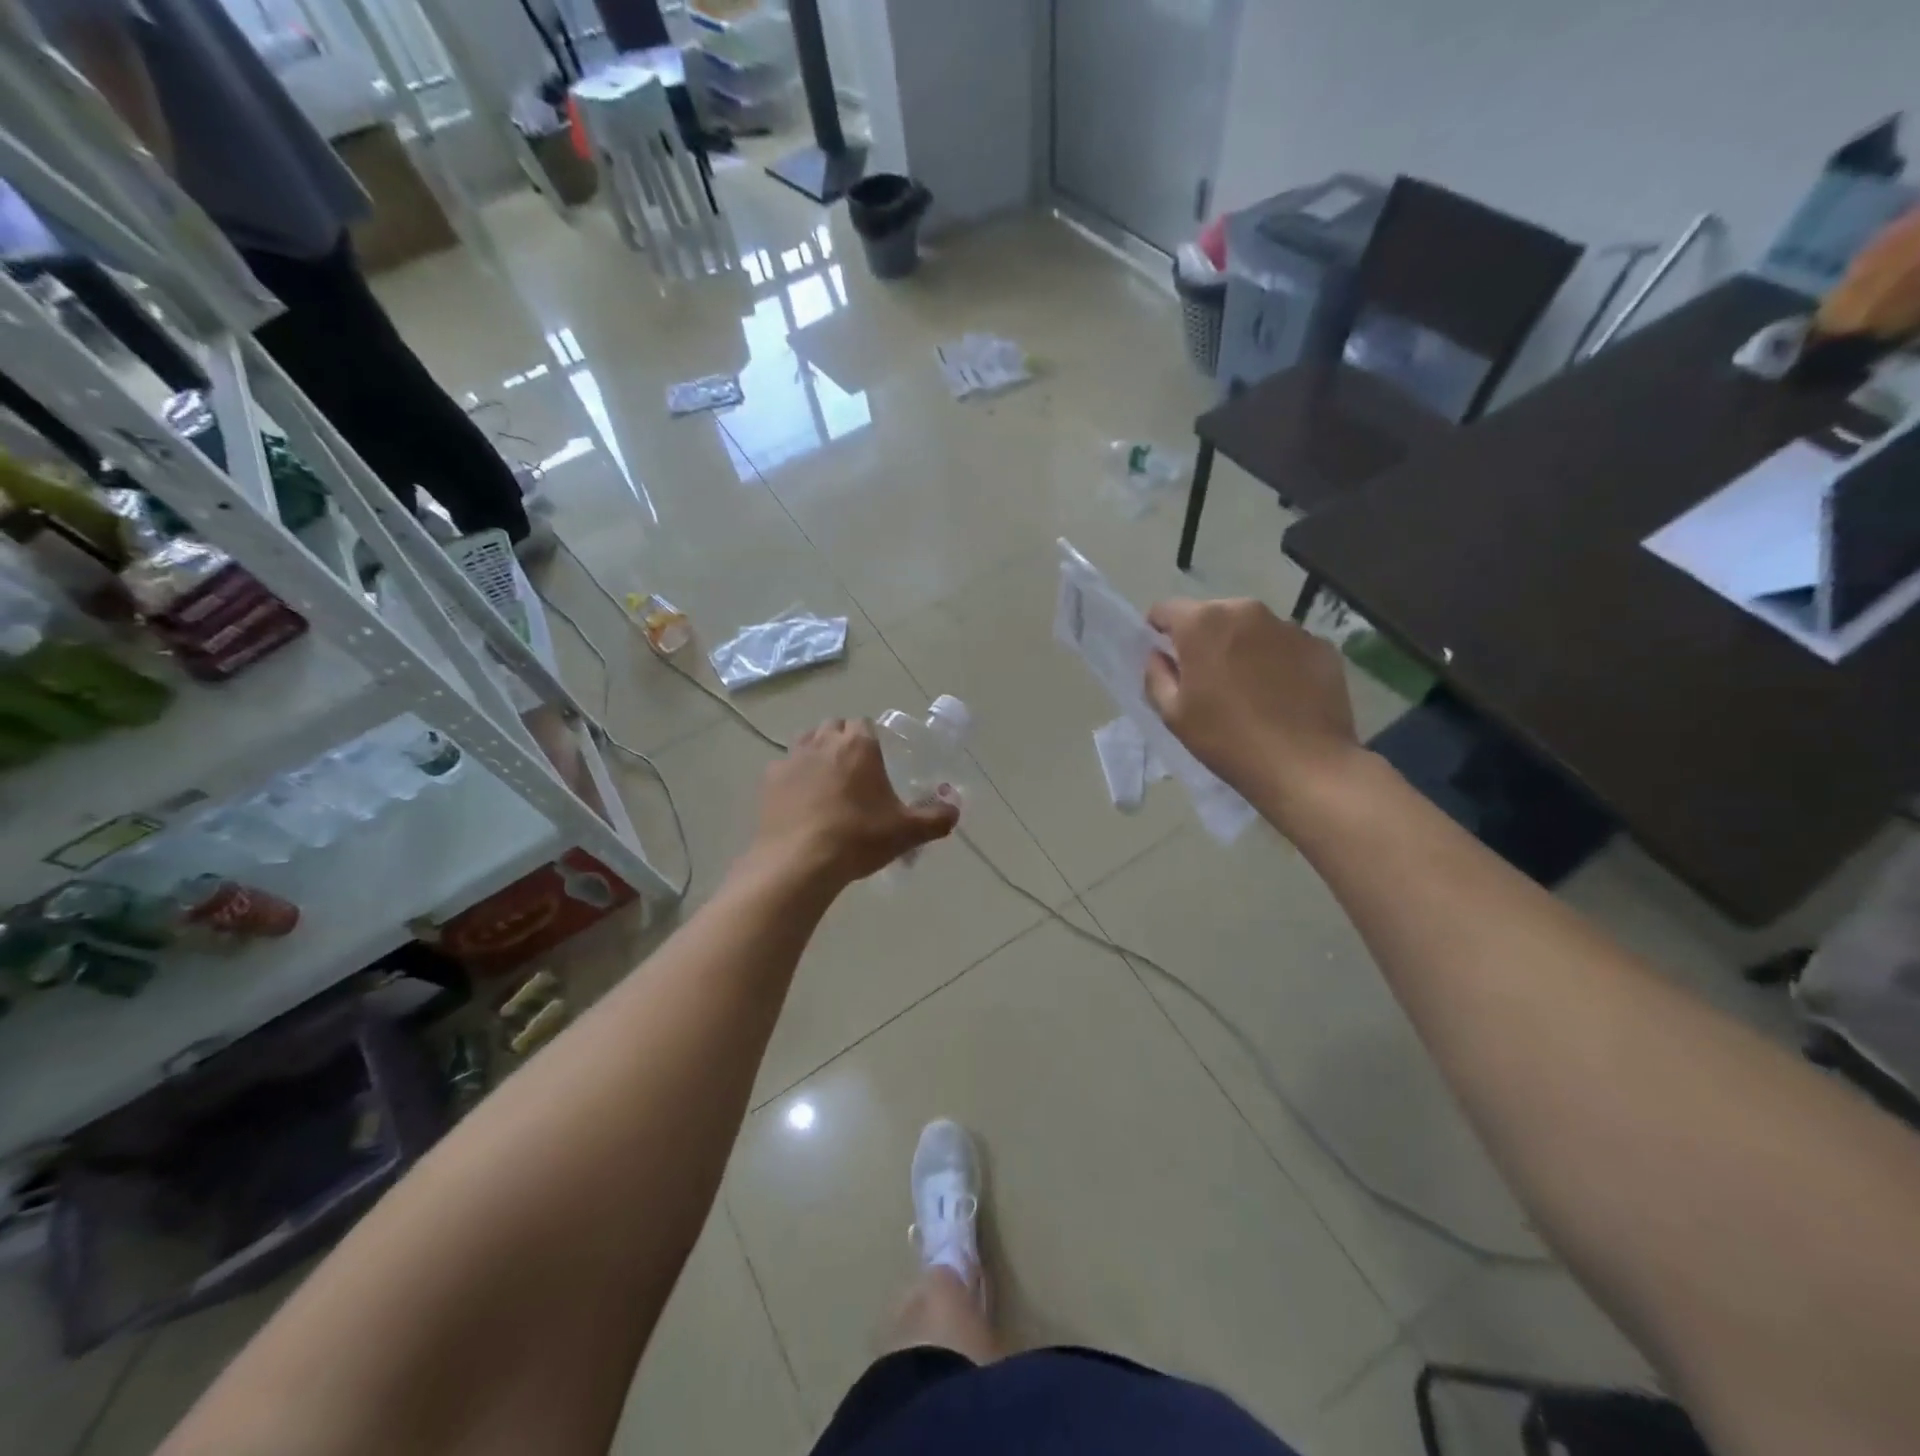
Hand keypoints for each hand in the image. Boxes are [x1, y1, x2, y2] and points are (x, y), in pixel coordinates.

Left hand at [749, 719, 958, 887]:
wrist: (799, 863)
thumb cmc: (857, 838)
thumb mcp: (906, 832)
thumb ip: (936, 818)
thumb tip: (955, 811)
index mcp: (858, 745)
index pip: (864, 724)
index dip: (871, 739)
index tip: (878, 760)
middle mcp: (822, 743)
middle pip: (833, 727)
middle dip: (843, 741)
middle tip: (855, 772)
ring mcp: (791, 760)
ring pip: (806, 742)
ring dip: (817, 754)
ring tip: (828, 784)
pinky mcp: (768, 782)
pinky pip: (784, 768)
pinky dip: (794, 778)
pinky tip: (802, 803)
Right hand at [1143, 597, 1363, 821]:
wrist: (1304, 765)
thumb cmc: (1227, 739)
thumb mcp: (1173, 714)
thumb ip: (1157, 675)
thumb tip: (1159, 655)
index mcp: (1203, 623)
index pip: (1166, 609)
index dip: (1159, 632)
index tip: (1165, 659)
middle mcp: (1246, 611)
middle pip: (1212, 615)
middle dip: (1204, 640)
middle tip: (1207, 680)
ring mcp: (1289, 626)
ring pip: (1251, 629)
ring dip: (1242, 649)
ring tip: (1248, 690)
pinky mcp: (1320, 645)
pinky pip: (1285, 646)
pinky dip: (1277, 662)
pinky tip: (1281, 696)